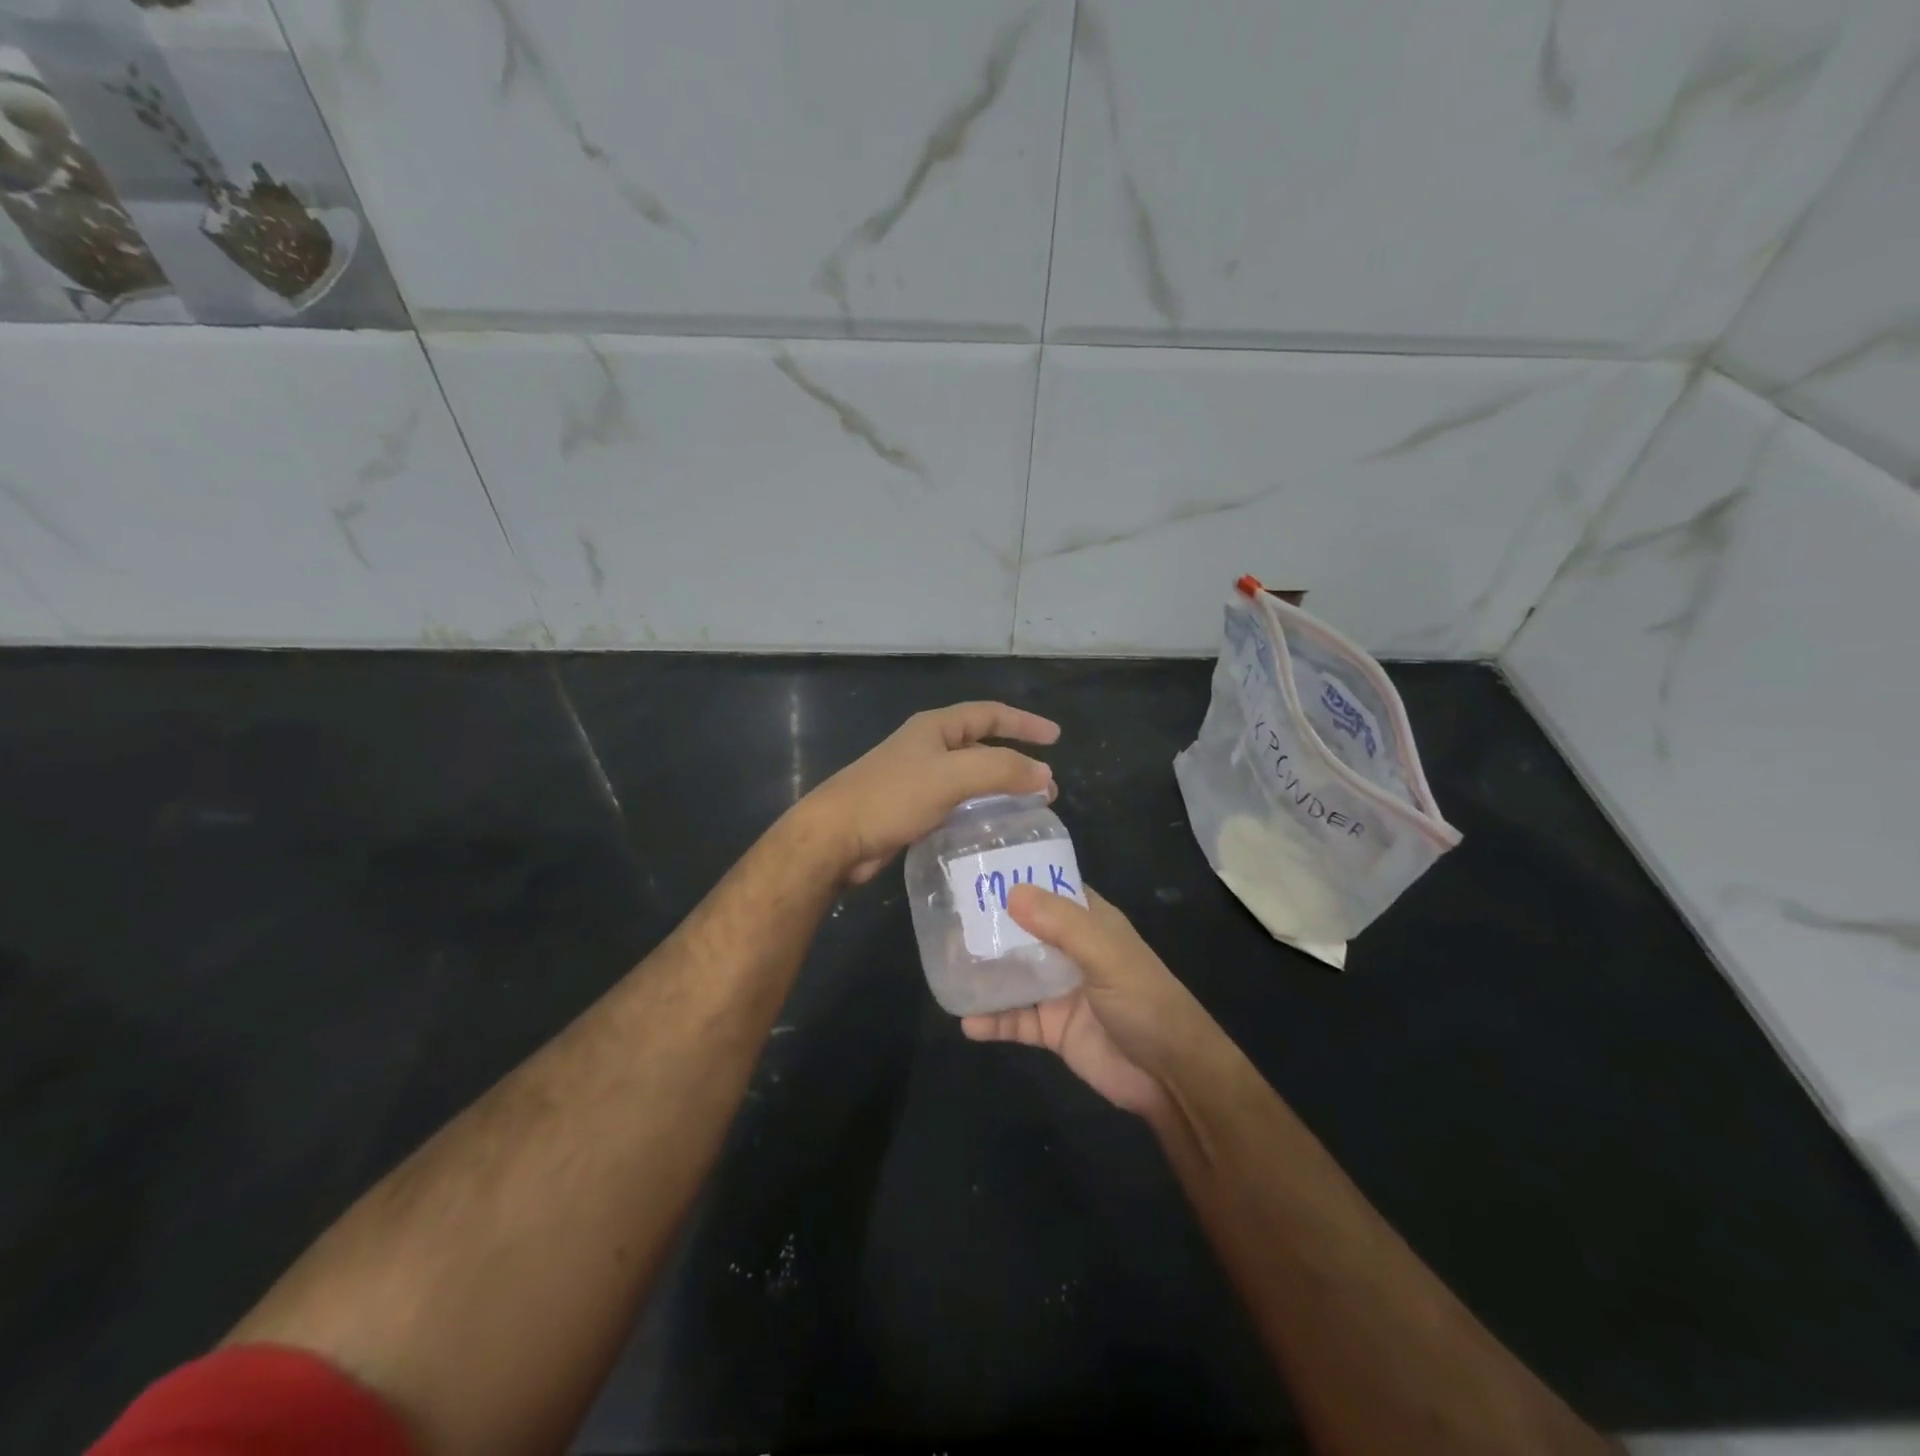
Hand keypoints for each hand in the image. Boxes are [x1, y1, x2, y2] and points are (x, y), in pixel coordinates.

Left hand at [803, 701, 1059, 884]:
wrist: (836, 836)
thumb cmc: (892, 796)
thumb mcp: (952, 776)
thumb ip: (1000, 770)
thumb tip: (1045, 774)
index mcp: (935, 728)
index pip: (989, 714)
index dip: (1023, 723)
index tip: (1055, 738)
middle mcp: (927, 748)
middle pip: (982, 746)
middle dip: (1016, 761)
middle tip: (1046, 786)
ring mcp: (918, 779)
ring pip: (970, 778)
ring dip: (999, 789)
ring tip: (1028, 809)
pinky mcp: (911, 809)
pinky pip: (956, 803)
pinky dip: (979, 810)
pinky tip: (991, 828)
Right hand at [962, 886, 1215, 1119]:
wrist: (1171, 1077)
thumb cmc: (1145, 1002)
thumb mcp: (1107, 955)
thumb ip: (1062, 925)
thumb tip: (1010, 892)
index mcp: (1090, 923)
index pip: (1048, 889)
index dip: (1016, 877)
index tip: (974, 867)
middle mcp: (1070, 950)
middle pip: (1023, 930)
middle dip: (988, 925)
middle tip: (945, 918)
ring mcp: (1059, 990)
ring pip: (1013, 974)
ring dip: (983, 972)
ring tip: (944, 965)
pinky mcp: (1052, 1029)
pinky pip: (1014, 1020)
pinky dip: (991, 1020)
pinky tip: (965, 1021)